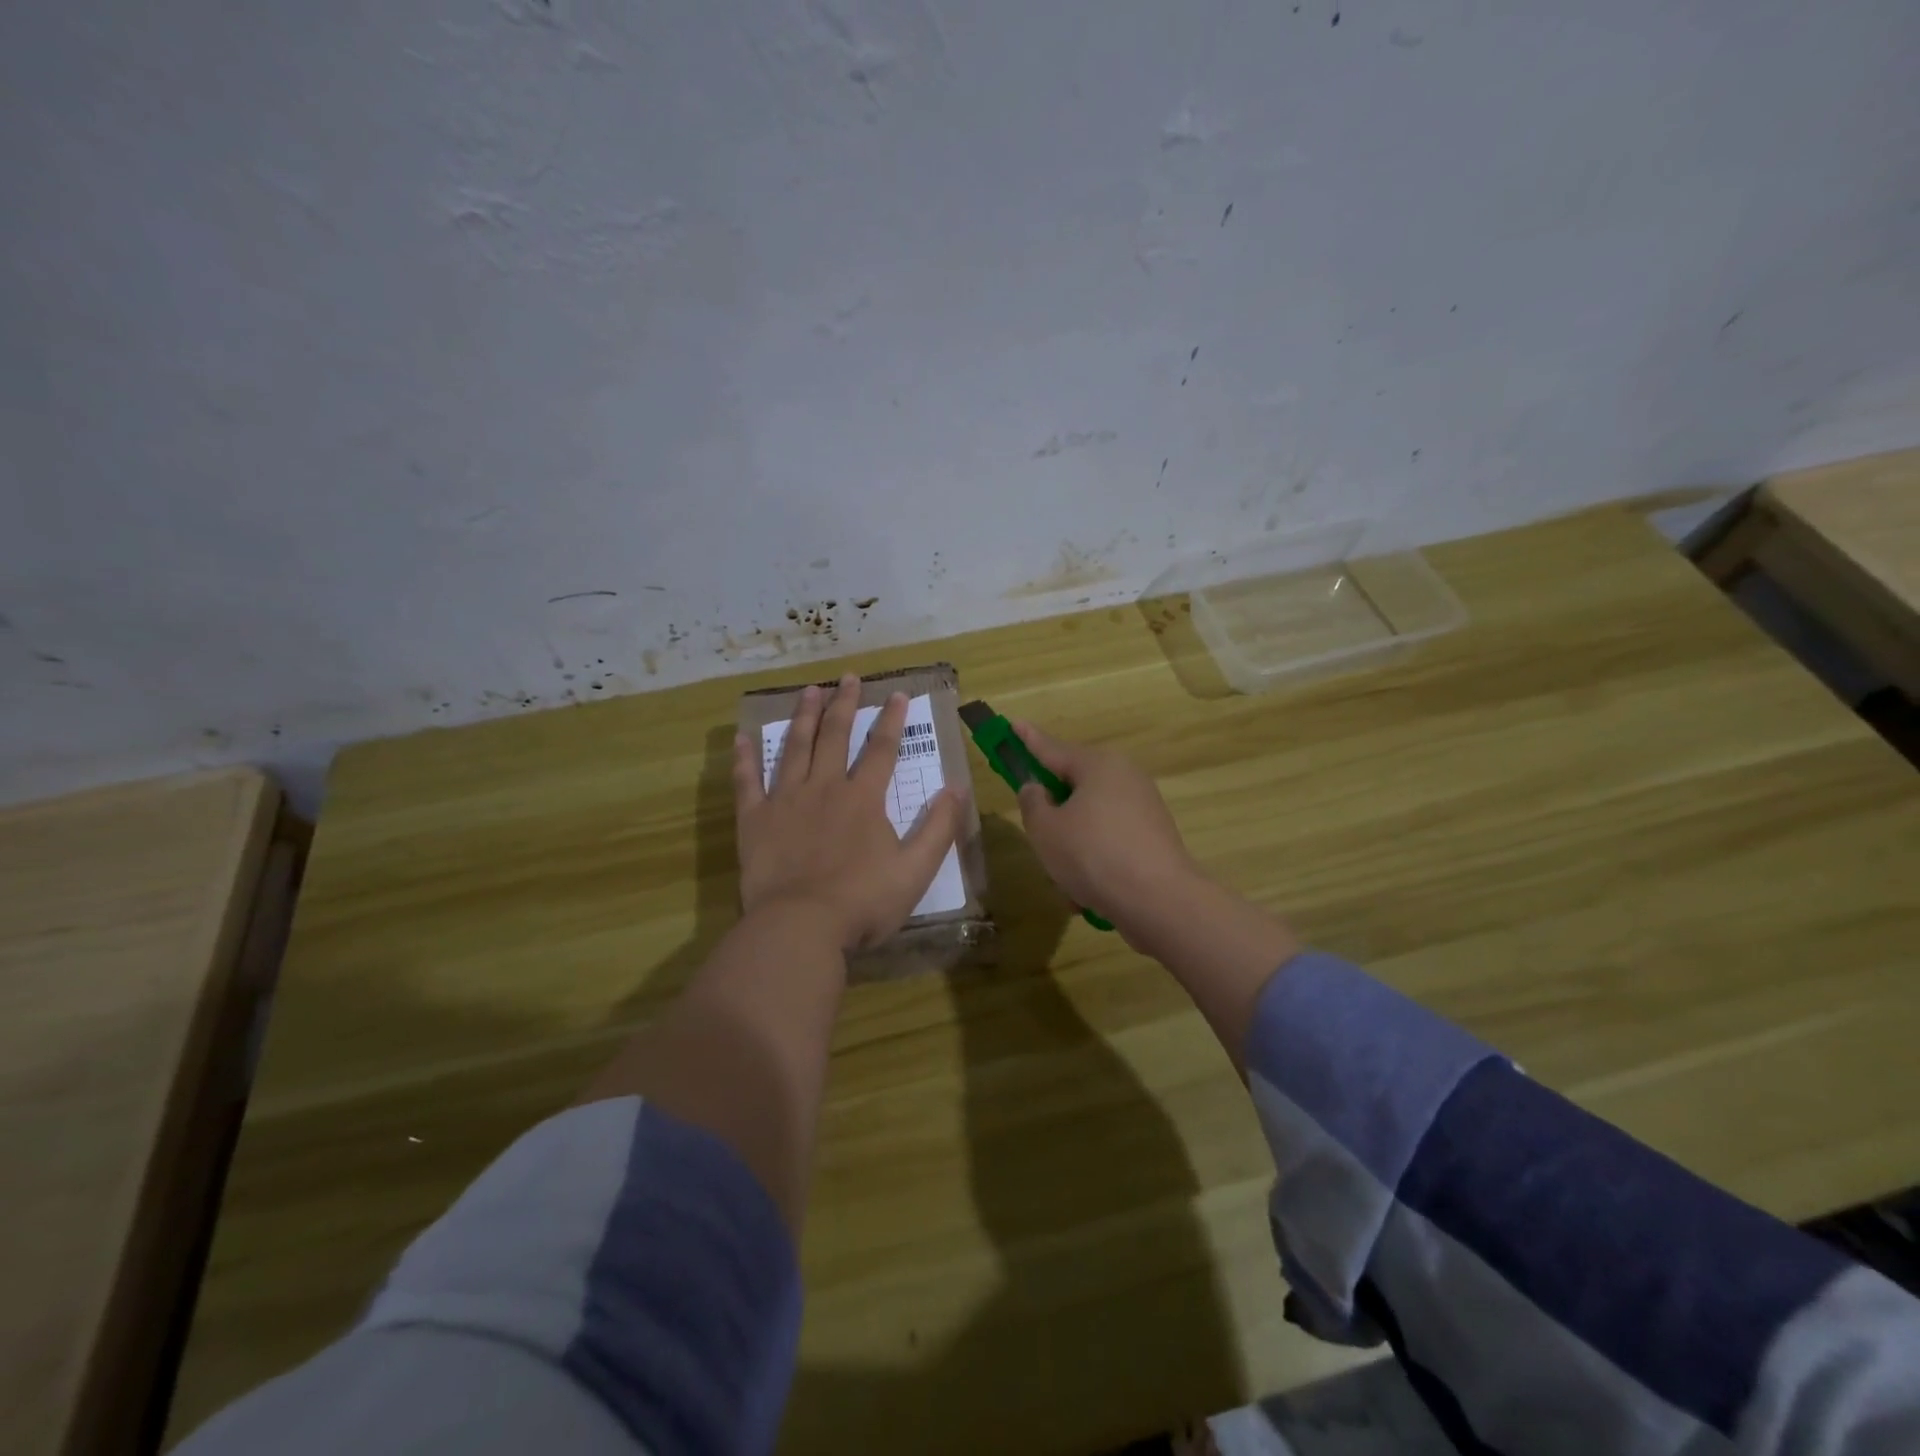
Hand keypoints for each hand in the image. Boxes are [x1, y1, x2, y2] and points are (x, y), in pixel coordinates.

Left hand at [734, 674, 965, 951]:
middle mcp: (825, 788)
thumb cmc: (863, 902)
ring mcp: (786, 800)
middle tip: (848, 677)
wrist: (800, 926)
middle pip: (836, 736)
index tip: (898, 694)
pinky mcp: (755, 820)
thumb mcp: (915, 870)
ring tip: (809, 691)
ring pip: (795, 748)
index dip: (892, 720)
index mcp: (863, 799)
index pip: (882, 749)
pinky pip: (748, 781)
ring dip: (803, 717)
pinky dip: (745, 758)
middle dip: (845, 705)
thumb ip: (938, 828)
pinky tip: (742, 737)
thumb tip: (956, 788)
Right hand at [1011, 722, 1204, 938]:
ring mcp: (1143, 809)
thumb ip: (1033, 803)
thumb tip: (1038, 789)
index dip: (1027, 739)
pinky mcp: (1153, 839)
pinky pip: (1109, 844)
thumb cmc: (1093, 855)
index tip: (1013, 723)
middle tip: (1038, 837)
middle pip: (1074, 788)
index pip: (1052, 748)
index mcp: (1098, 765)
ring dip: (1072, 848)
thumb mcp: (1046, 830)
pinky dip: (1094, 864)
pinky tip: (1087, 896)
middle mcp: (1125, 778)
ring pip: (1089, 822)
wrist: (1160, 901)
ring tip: (1065, 881)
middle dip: (1053, 815)